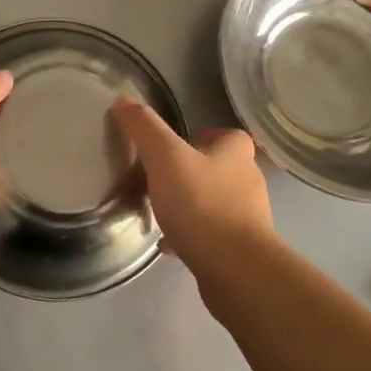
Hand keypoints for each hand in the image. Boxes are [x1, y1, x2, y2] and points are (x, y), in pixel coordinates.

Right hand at [111, 99, 275, 279]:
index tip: (175, 145)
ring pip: (214, 203)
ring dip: (190, 205)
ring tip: (158, 211)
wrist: (236, 270)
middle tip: (157, 177)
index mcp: (236, 153)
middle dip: (191, 171)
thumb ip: (144, 128)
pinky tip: (167, 244)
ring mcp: (247, 218)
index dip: (204, 135)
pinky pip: (211, 235)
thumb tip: (122, 100)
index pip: (228, 135)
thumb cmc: (202, 204)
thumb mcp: (165, 157)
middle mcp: (247, 181)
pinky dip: (190, 235)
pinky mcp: (240, 250)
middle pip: (219, 168)